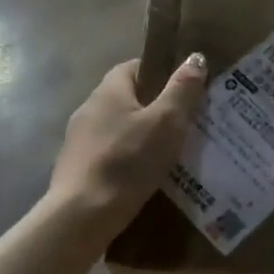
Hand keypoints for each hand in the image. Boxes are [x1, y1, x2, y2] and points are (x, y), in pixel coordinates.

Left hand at [48, 55, 207, 233]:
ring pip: (120, 128)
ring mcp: (79, 140)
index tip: (186, 88)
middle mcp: (89, 108)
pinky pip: (111, 154)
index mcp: (109, 90)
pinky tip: (146, 177)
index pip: (136, 67)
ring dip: (142, 136)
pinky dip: (128, 159)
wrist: (81, 217)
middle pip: (128, 98)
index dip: (162, 72)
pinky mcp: (77, 168)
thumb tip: (195, 57)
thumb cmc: (127, 162)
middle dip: (156, 107)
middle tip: (186, 122)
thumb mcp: (165, 123)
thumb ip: (182, 90)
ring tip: (171, 152)